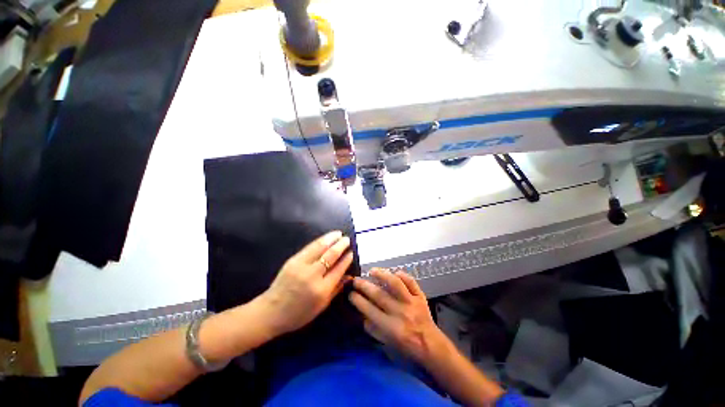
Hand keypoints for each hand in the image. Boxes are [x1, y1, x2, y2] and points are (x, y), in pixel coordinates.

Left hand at [259, 231, 353, 336]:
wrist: (271, 311)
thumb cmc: (299, 313)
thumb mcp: (322, 306)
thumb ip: (336, 289)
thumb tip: (349, 276)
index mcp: (322, 290)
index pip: (338, 269)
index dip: (347, 259)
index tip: (352, 252)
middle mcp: (313, 275)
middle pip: (331, 255)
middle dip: (341, 245)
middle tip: (347, 239)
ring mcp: (301, 266)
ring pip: (320, 247)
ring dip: (331, 239)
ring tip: (339, 234)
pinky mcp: (292, 260)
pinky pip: (309, 247)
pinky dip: (320, 241)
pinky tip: (326, 238)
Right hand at [349, 268, 449, 363]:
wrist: (431, 346)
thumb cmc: (407, 347)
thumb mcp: (387, 344)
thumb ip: (374, 330)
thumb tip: (362, 315)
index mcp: (391, 327)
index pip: (370, 310)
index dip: (358, 300)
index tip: (350, 293)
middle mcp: (400, 312)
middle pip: (379, 295)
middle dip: (365, 286)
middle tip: (356, 280)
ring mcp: (411, 302)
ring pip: (395, 284)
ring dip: (382, 275)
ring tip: (372, 271)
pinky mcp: (420, 297)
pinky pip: (411, 282)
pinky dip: (403, 275)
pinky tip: (395, 272)